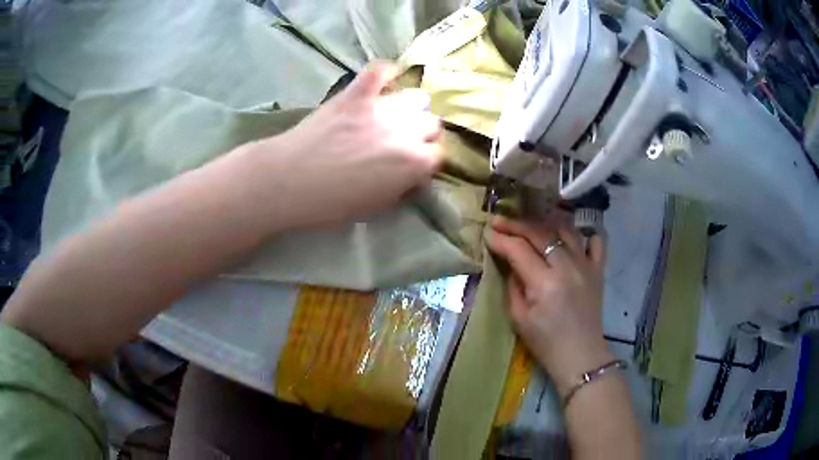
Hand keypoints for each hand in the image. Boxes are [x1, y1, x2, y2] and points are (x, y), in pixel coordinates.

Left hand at [243, 62, 442, 228]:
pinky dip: (385, 73)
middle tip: (401, 140)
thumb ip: (401, 188)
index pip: (437, 154)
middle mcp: (406, 131)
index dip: (426, 159)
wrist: (290, 181)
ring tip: (393, 114)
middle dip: (421, 132)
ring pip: (416, 97)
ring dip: (409, 107)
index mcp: (414, 163)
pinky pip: (379, 71)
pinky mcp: (357, 94)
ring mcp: (382, 108)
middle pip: (432, 123)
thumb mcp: (376, 207)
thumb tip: (411, 176)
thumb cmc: (331, 203)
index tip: (414, 163)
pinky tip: (385, 78)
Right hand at [485, 213, 612, 396]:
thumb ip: (513, 286)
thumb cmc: (546, 343)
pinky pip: (597, 241)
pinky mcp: (598, 270)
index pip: (519, 250)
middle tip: (500, 221)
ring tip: (530, 223)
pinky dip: (585, 233)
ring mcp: (586, 265)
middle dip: (516, 224)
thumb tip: (510, 262)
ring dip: (545, 223)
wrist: (580, 356)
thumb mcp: (518, 318)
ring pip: (566, 230)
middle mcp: (567, 267)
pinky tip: (571, 234)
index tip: (487, 232)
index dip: (501, 239)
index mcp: (545, 283)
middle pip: (540, 233)